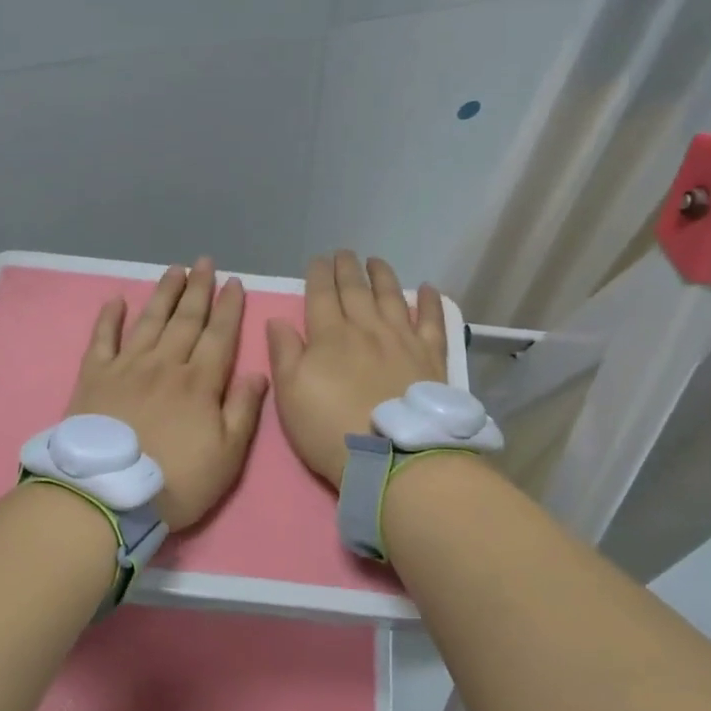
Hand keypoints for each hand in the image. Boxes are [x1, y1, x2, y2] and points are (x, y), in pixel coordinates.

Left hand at [67, 258, 268, 529]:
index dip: (228, 307)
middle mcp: (165, 364)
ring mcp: (127, 367)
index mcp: (199, 382)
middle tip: (205, 262)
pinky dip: (109, 317)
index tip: (234, 282)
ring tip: (174, 270)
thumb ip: (244, 411)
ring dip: (164, 294)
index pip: (219, 335)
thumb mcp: (227, 456)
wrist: (107, 495)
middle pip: (185, 319)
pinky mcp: (94, 377)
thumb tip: (258, 373)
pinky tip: (117, 299)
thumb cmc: (175, 481)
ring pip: (150, 321)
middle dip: (198, 289)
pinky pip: (103, 338)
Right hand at [266, 251, 448, 487]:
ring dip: (383, 275)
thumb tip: (278, 320)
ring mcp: (402, 340)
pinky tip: (428, 288)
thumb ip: (284, 354)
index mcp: (330, 336)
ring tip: (376, 260)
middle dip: (347, 268)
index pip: (322, 295)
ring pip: (392, 297)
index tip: (318, 259)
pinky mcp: (431, 357)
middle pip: (356, 290)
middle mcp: (367, 328)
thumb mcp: (290, 395)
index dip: (319, 274)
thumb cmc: (330, 430)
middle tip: (344, 253)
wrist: (392, 457)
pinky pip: (432, 321)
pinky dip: (430, 302)